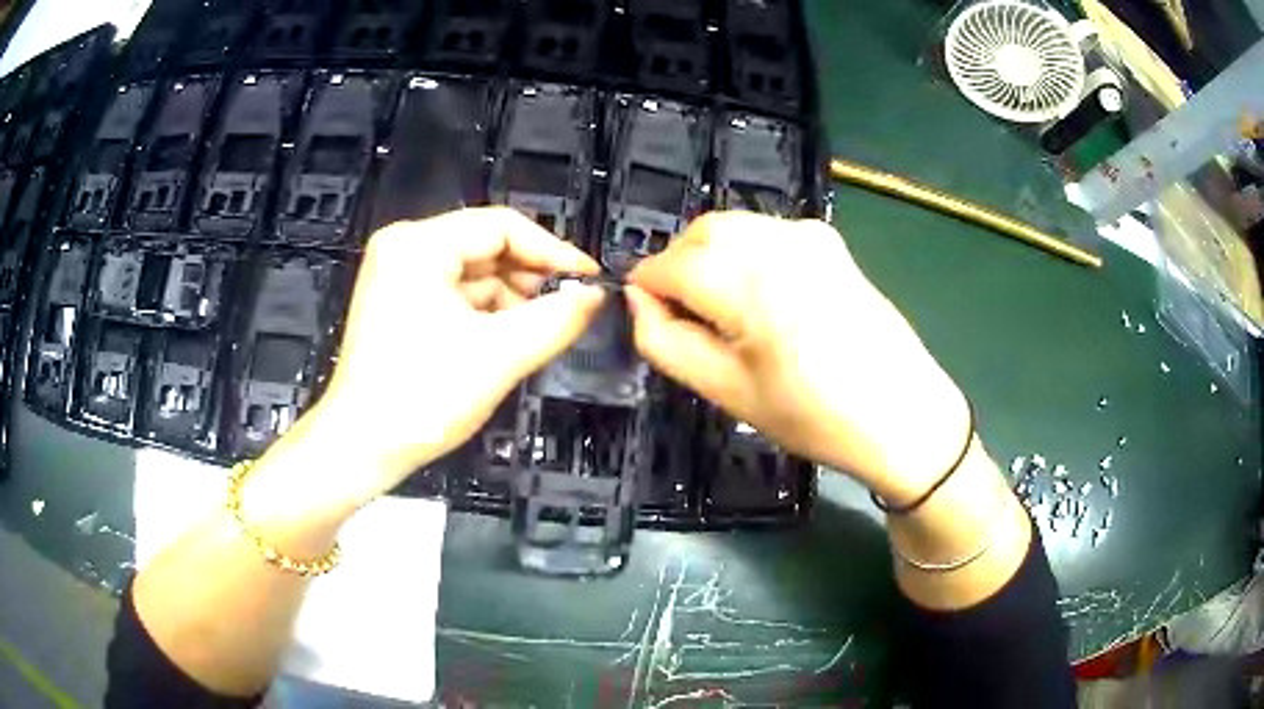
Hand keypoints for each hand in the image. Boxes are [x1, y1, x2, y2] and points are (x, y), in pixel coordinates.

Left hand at [259, 207, 604, 514]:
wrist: (361, 448)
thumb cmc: (422, 398)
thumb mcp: (500, 355)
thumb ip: (556, 318)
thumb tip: (594, 295)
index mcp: (419, 245)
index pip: (502, 226)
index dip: (553, 251)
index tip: (590, 280)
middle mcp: (404, 248)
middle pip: (486, 247)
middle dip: (530, 279)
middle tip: (569, 309)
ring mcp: (398, 276)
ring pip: (473, 274)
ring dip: (510, 301)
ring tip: (539, 333)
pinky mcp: (399, 303)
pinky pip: (455, 295)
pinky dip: (486, 315)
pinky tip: (507, 340)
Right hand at [627, 212, 969, 503]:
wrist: (903, 413)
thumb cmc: (815, 416)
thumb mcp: (727, 391)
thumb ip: (666, 341)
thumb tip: (638, 301)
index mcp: (752, 284)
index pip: (669, 264)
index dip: (647, 288)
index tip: (649, 318)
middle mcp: (779, 242)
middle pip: (699, 233)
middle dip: (676, 266)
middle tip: (684, 318)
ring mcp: (809, 235)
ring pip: (731, 227)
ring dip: (709, 256)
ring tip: (723, 311)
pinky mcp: (829, 241)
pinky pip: (765, 232)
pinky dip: (743, 252)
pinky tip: (761, 296)